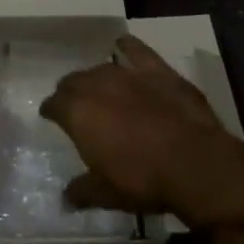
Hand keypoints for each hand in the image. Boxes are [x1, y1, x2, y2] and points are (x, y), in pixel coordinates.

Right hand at [41, 35, 243, 235]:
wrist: (195, 163)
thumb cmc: (143, 180)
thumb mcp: (106, 194)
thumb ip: (82, 191)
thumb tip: (65, 198)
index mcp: (78, 113)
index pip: (54, 104)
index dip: (50, 110)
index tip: (49, 115)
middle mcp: (97, 86)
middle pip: (74, 81)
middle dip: (69, 91)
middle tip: (72, 103)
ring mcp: (129, 74)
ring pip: (101, 68)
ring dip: (94, 76)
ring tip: (96, 86)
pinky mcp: (158, 70)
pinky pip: (137, 51)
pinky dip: (127, 47)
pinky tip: (123, 45)